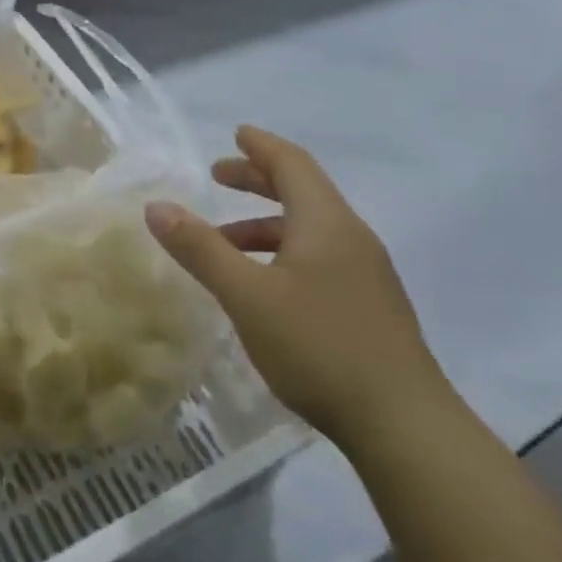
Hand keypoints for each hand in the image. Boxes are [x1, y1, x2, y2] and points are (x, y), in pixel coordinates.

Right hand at [144, 125, 457, 450]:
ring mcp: (366, 275)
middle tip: (218, 175)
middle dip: (258, 180)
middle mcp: (351, 239)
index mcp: (326, 223)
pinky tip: (262, 286)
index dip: (261, 146)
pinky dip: (282, 253)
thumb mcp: (246, 296)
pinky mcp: (370, 307)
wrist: (405, 427)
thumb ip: (200, 249)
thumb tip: (156, 206)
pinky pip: (319, 258)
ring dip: (265, 225)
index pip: (292, 165)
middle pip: (302, 192)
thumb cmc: (320, 347)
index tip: (236, 133)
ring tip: (223, 242)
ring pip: (309, 230)